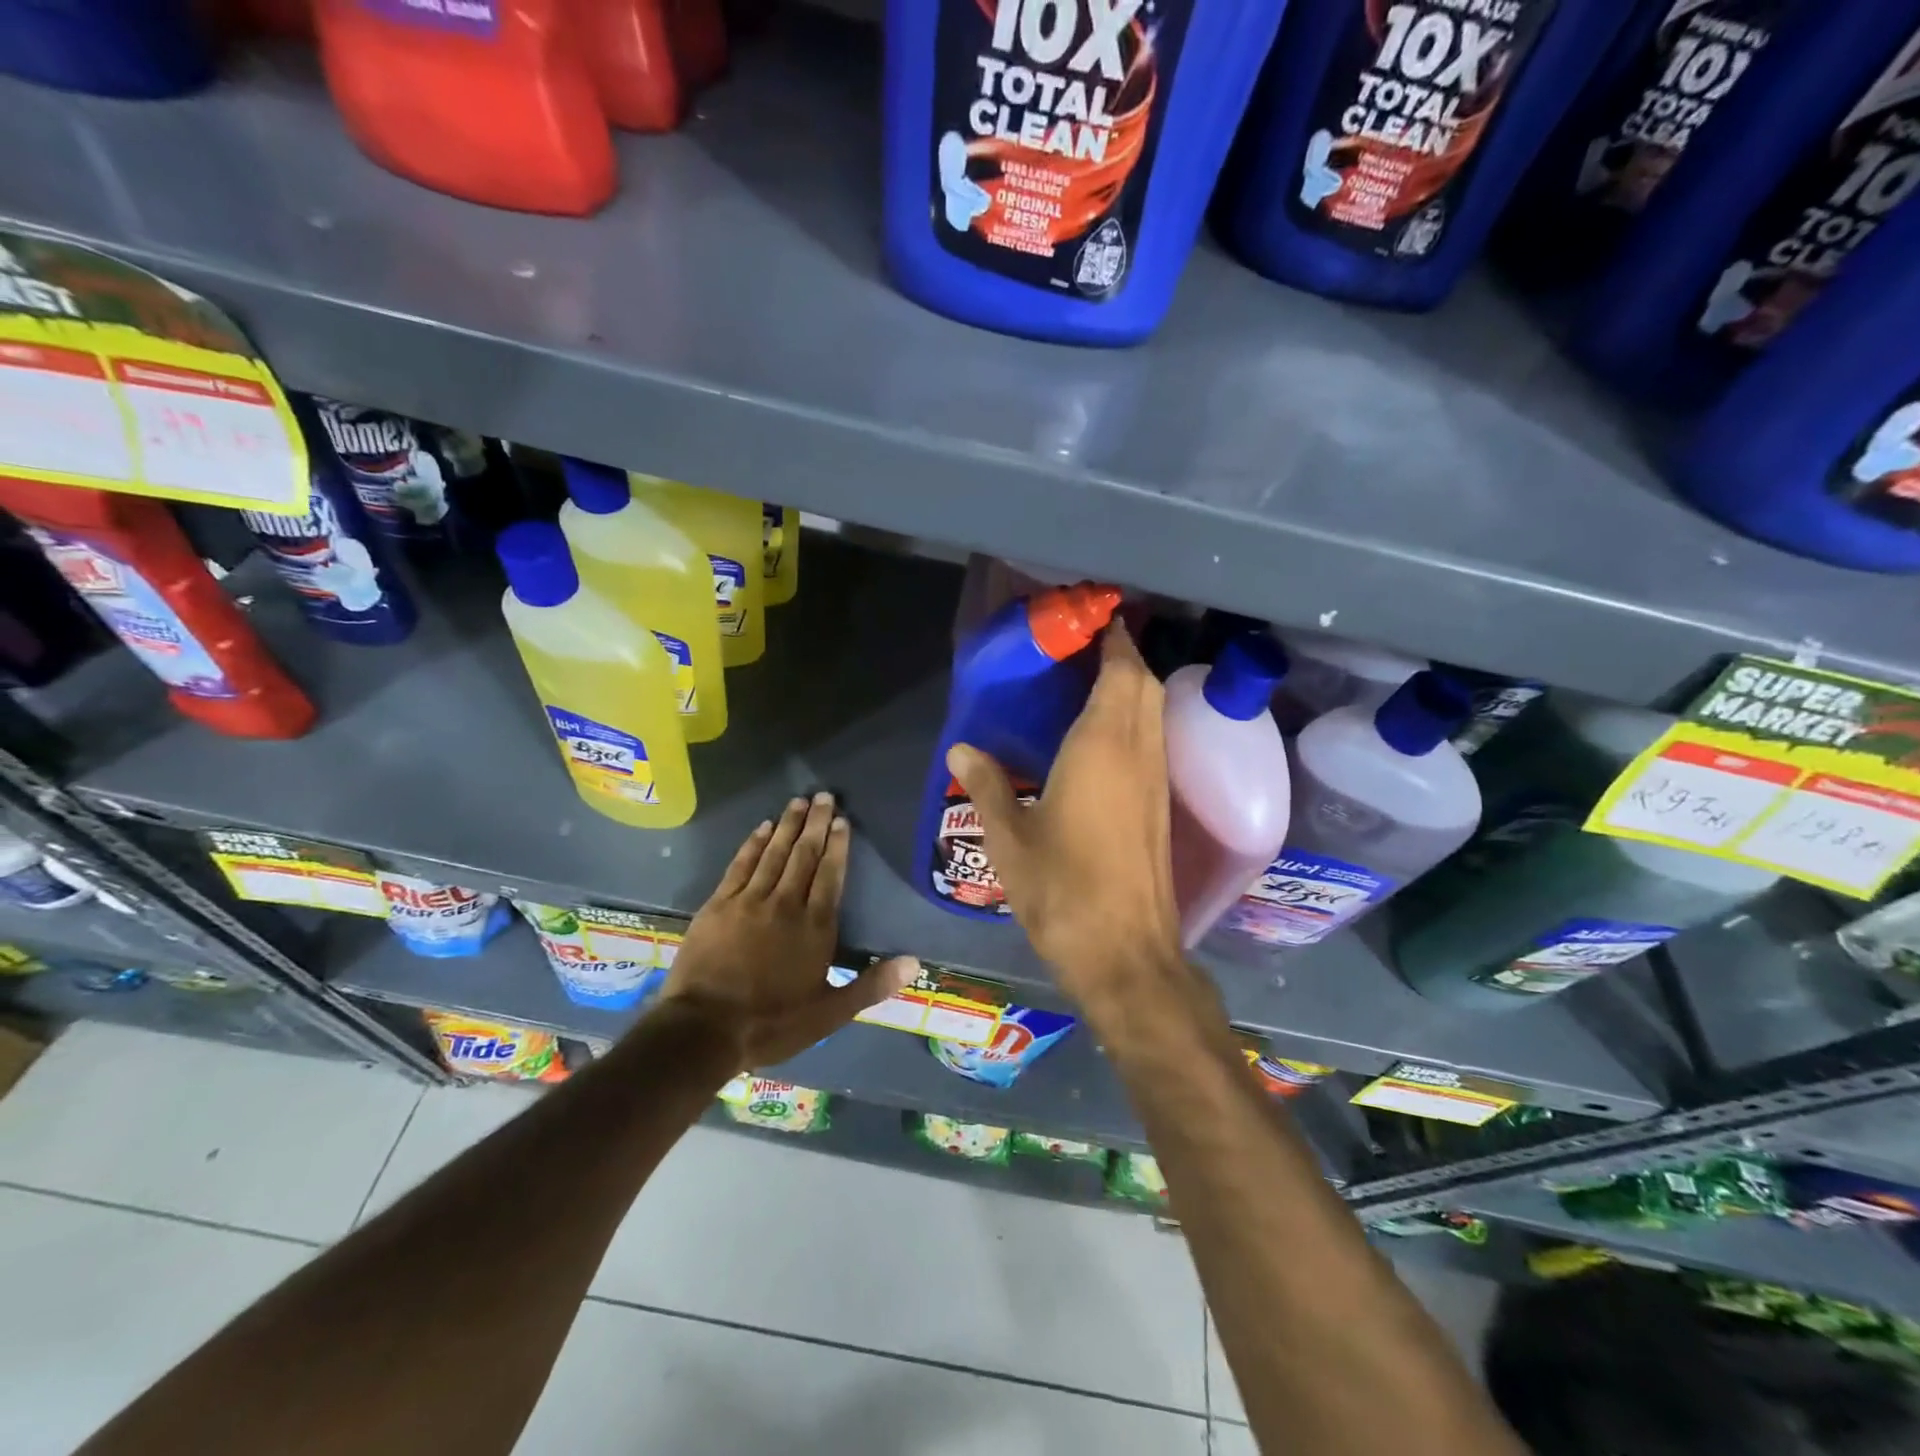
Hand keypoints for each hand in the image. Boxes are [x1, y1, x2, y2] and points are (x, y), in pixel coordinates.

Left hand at [659, 792, 917, 1068]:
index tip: (843, 821)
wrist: (705, 1029)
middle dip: (816, 824)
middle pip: (804, 855)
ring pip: (774, 853)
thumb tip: (914, 962)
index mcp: (815, 927)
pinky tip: (762, 827)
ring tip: (799, 801)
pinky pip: (741, 865)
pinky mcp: (719, 904)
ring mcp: (750, 901)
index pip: (831, 876)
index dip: (838, 846)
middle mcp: (786, 904)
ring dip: (788, 825)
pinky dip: (753, 844)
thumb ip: (871, 985)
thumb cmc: (772, 1023)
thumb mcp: (829, 1014)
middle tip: (825, 796)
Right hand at [945, 624, 1187, 1017]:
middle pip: (1146, 685)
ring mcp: (1157, 781)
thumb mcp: (1009, 838)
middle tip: (1085, 650)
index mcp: (1102, 748)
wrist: (1125, 953)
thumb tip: (960, 749)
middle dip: (1124, 658)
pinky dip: (1138, 721)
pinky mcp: (1163, 808)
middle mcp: (1139, 753)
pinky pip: (1156, 741)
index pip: (1120, 672)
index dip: (1113, 641)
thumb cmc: (1062, 890)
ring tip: (1093, 684)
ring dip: (1134, 688)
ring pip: (1156, 713)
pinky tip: (1106, 740)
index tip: (1094, 620)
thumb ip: (986, 786)